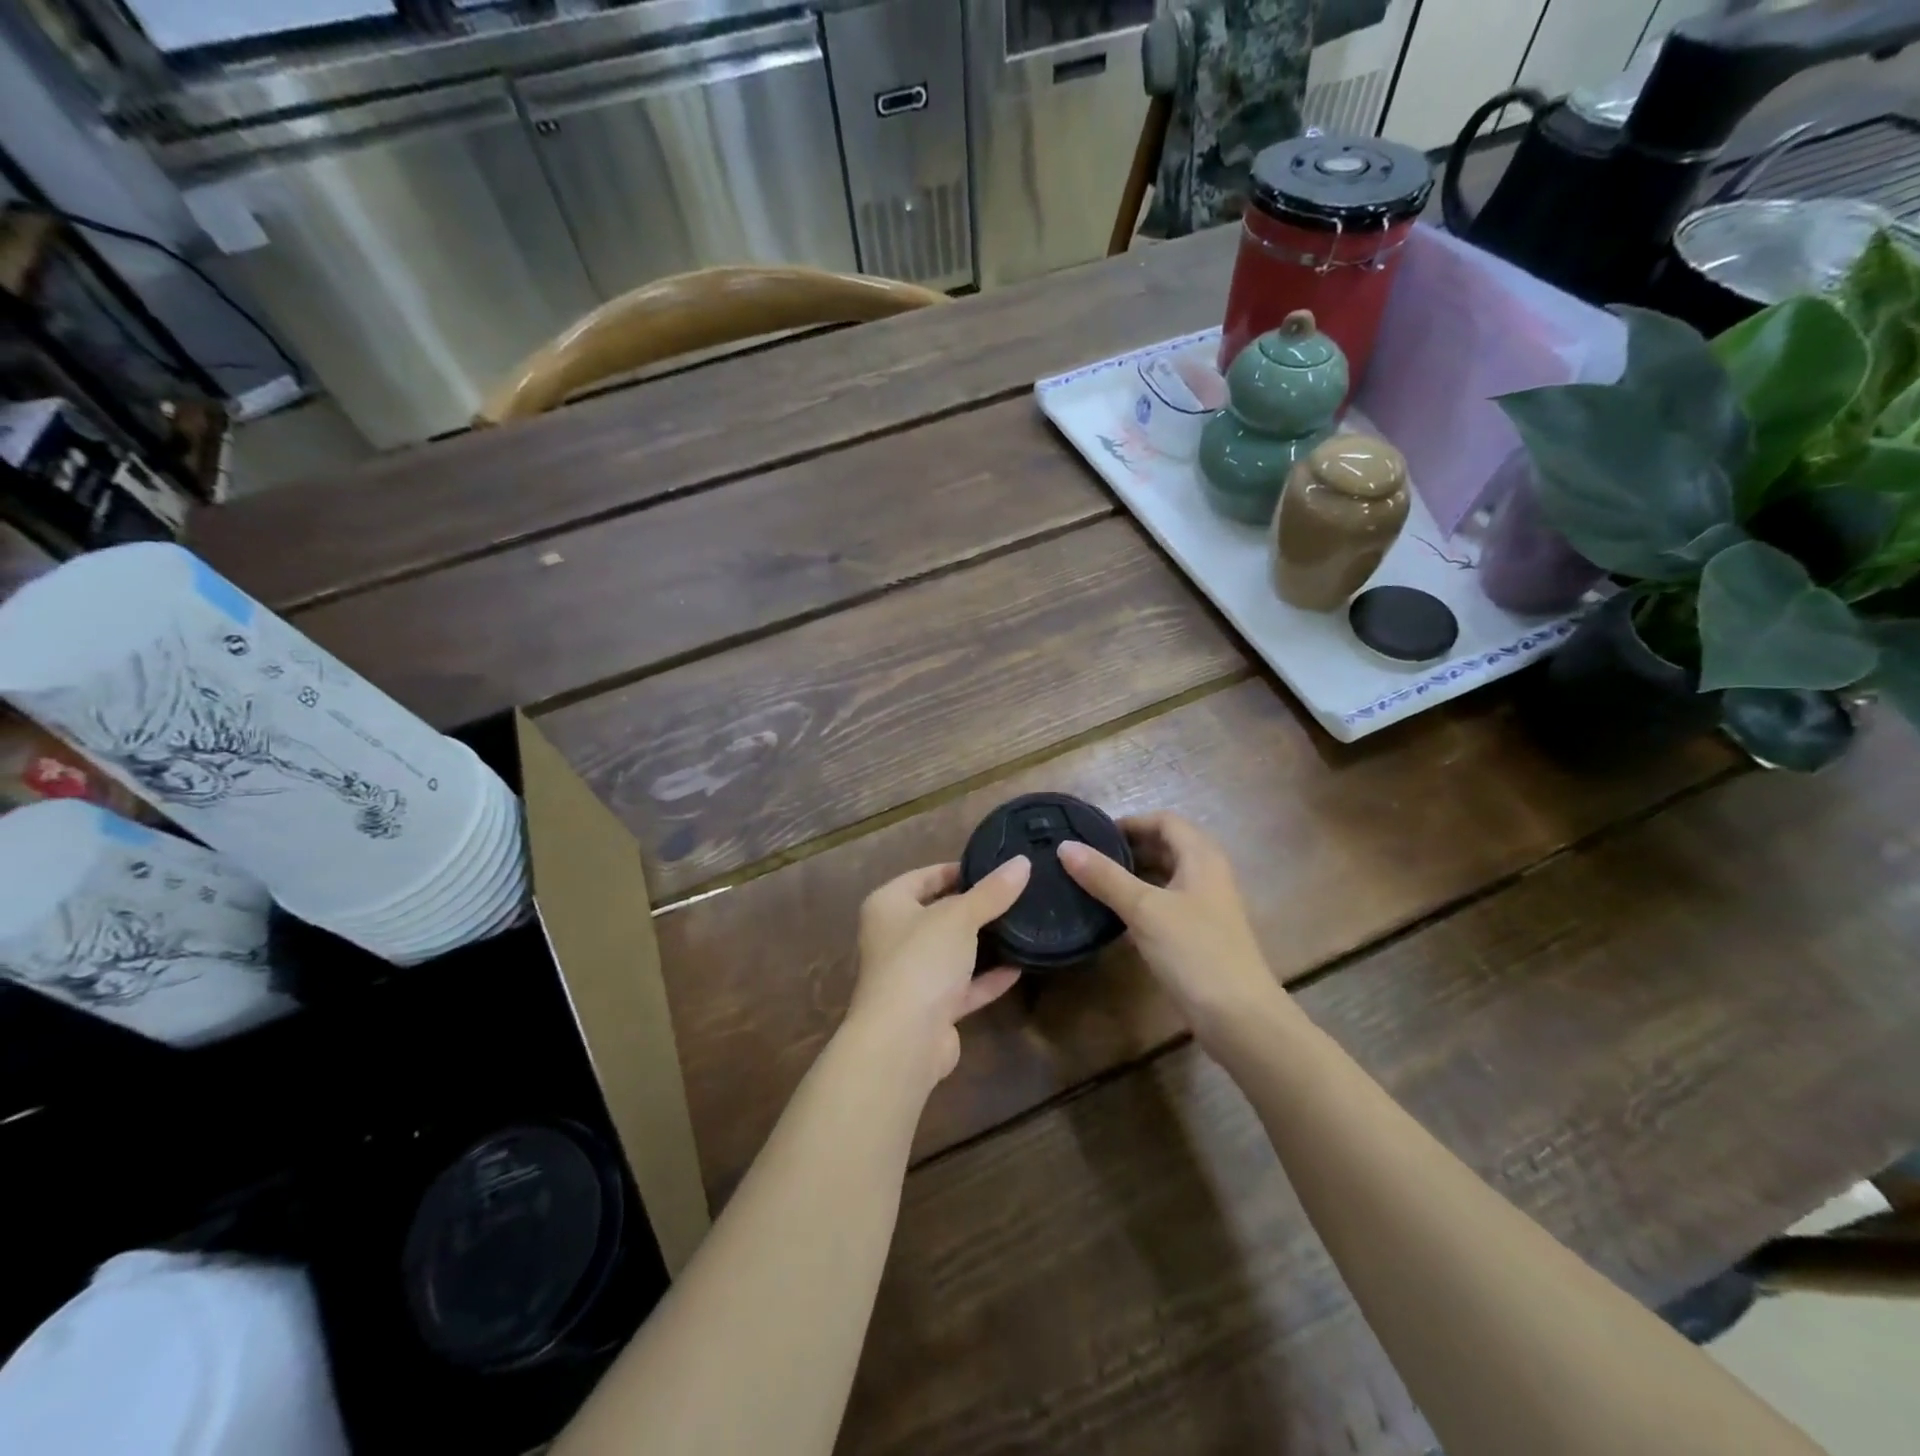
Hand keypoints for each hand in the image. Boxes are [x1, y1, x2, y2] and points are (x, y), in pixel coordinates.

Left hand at [844, 858, 1028, 1090]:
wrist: (903, 1040)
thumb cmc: (922, 960)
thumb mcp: (960, 916)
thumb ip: (992, 892)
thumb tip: (1022, 862)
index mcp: (888, 905)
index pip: (924, 876)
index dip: (957, 869)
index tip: (995, 867)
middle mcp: (894, 937)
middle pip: (938, 914)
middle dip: (974, 907)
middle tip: (1015, 893)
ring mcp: (912, 975)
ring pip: (951, 952)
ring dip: (982, 944)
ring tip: (1020, 925)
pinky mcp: (931, 1009)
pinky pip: (963, 986)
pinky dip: (987, 978)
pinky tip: (1019, 967)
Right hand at [1059, 813, 1286, 1050]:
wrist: (1239, 1017)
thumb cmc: (1194, 951)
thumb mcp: (1144, 909)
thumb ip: (1104, 876)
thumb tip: (1065, 846)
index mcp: (1201, 857)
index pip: (1165, 821)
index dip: (1131, 822)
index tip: (1093, 834)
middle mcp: (1207, 875)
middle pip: (1165, 847)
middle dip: (1128, 848)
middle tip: (1087, 858)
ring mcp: (1206, 907)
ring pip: (1165, 878)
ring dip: (1132, 876)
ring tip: (1093, 884)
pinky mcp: (1200, 936)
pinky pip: (1166, 906)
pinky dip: (1141, 903)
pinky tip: (1115, 917)